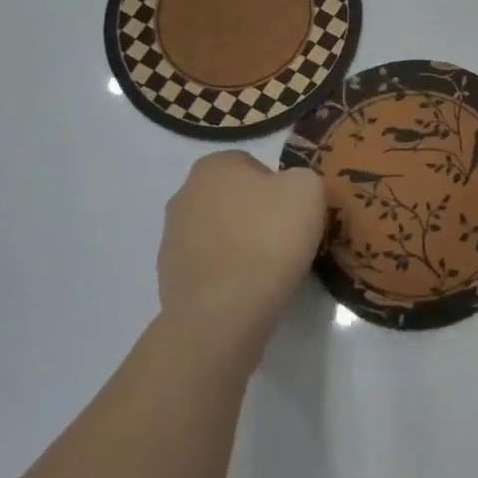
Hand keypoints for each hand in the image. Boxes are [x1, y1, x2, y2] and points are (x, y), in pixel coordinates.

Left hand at [157, 152, 326, 362]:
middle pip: (234, 198)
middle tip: (285, 240)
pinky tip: (247, 289)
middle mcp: (184, 194)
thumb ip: (302, 177)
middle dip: (257, 214)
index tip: (295, 214)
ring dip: (242, 244)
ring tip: (268, 270)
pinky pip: (210, 265)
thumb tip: (289, 192)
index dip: (280, 188)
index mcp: (213, 166)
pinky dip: (228, 273)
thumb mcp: (308, 190)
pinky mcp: (169, 276)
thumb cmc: (267, 239)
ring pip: (221, 232)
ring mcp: (172, 237)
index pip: (254, 165)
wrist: (223, 312)